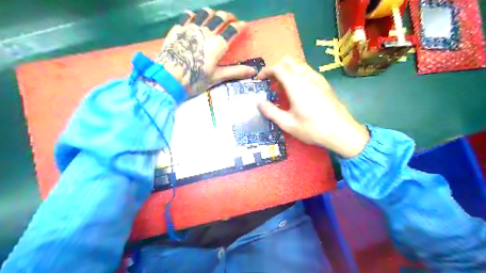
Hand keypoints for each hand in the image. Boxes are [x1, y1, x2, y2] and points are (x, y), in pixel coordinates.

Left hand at [156, 8, 255, 96]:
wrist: (169, 77)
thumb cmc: (195, 79)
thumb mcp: (217, 77)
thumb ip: (236, 71)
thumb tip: (254, 71)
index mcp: (218, 44)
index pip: (232, 29)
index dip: (240, 26)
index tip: (244, 25)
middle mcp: (206, 32)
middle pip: (220, 17)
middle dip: (228, 16)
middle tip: (231, 19)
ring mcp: (191, 28)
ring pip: (204, 13)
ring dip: (212, 12)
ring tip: (215, 15)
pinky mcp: (178, 29)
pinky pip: (187, 16)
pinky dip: (194, 14)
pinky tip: (194, 16)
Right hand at [258, 58, 368, 157]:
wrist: (341, 132)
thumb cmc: (312, 129)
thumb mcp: (288, 124)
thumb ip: (271, 112)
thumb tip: (259, 103)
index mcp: (296, 85)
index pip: (278, 68)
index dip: (266, 71)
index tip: (259, 80)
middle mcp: (307, 77)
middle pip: (288, 61)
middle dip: (276, 67)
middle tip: (270, 81)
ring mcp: (317, 78)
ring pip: (299, 64)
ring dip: (287, 70)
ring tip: (281, 86)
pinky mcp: (324, 83)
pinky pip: (307, 70)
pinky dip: (297, 73)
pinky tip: (296, 89)